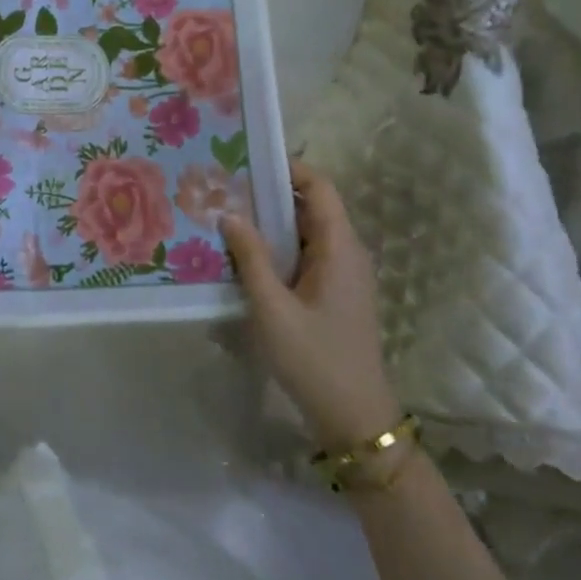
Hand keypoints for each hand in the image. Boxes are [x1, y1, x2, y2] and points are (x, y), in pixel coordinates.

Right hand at [221, 159, 400, 448]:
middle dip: (270, 194)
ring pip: (306, 233)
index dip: (289, 169)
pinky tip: (245, 257)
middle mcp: (346, 253)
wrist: (355, 418)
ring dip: (271, 224)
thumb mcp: (273, 308)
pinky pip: (305, 256)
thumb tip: (229, 214)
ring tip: (227, 216)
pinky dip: (278, 248)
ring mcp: (342, 275)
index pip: (321, 188)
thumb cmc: (315, 359)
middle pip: (311, 207)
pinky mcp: (333, 295)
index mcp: (340, 248)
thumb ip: (251, 258)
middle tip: (225, 189)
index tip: (248, 161)